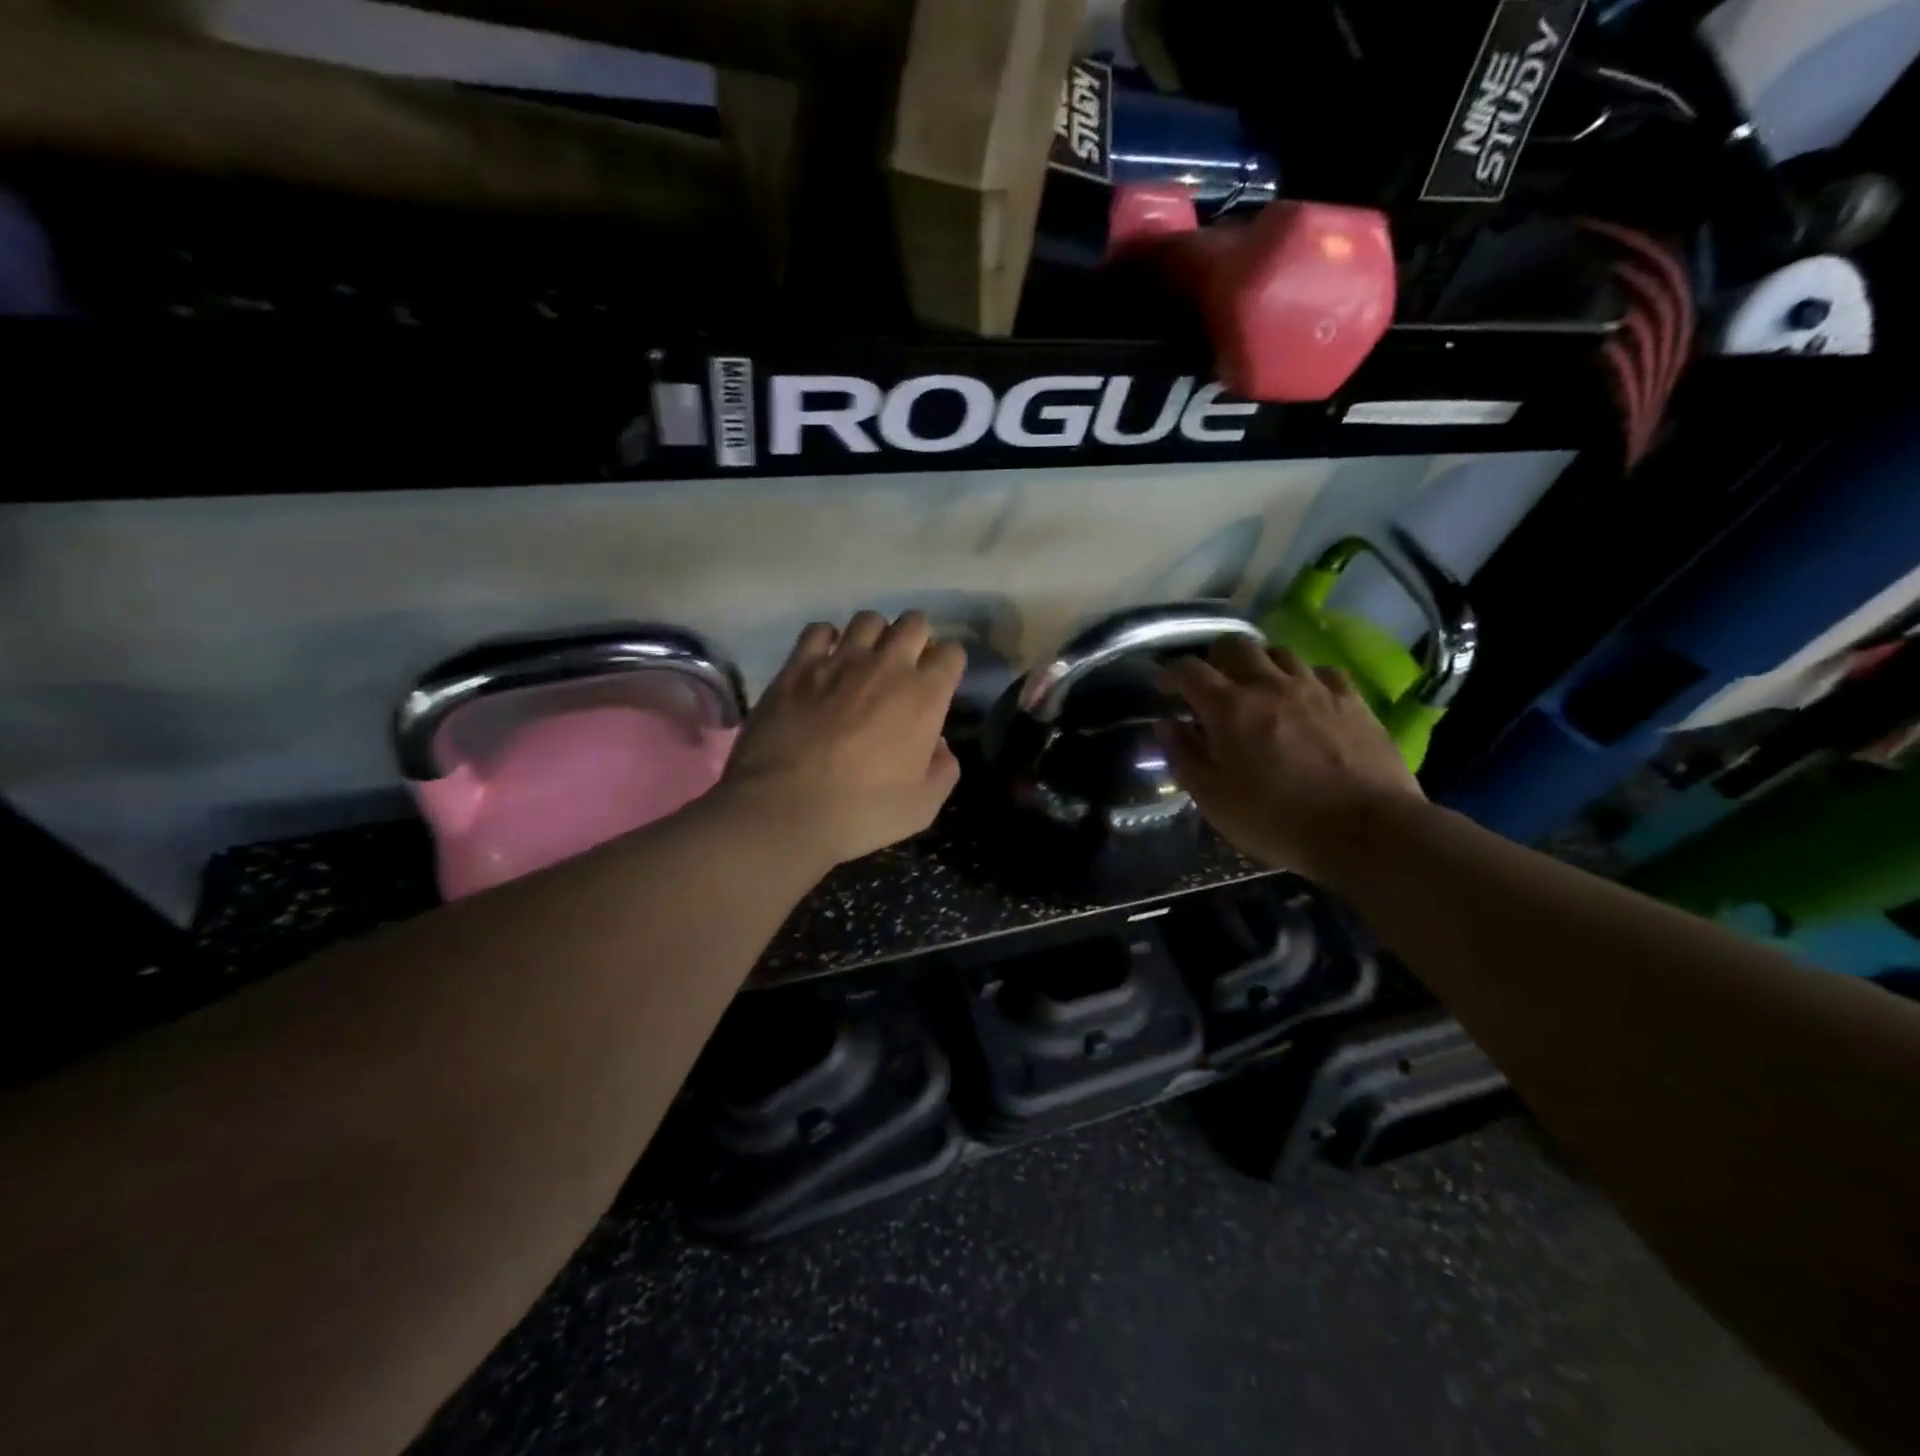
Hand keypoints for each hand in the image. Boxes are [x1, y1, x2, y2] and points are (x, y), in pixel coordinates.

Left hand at [720, 611, 965, 867]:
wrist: (784, 808)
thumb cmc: (861, 812)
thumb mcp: (922, 806)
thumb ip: (943, 769)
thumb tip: (939, 744)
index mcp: (924, 696)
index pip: (951, 653)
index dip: (947, 665)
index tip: (938, 684)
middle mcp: (887, 666)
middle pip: (914, 622)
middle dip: (916, 638)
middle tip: (905, 667)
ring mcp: (840, 660)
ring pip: (868, 619)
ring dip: (874, 635)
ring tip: (865, 660)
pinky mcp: (798, 664)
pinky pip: (819, 629)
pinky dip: (827, 640)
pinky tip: (824, 662)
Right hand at [1158, 637, 1425, 875]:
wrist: (1365, 831)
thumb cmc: (1276, 820)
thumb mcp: (1213, 799)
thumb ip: (1184, 757)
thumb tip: (1167, 726)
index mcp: (1229, 708)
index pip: (1189, 671)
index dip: (1169, 673)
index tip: (1162, 687)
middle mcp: (1269, 685)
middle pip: (1235, 646)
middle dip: (1215, 658)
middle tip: (1211, 683)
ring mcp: (1315, 688)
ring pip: (1279, 652)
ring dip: (1260, 664)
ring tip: (1257, 687)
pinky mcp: (1352, 700)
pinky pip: (1322, 671)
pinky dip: (1304, 678)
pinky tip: (1305, 697)